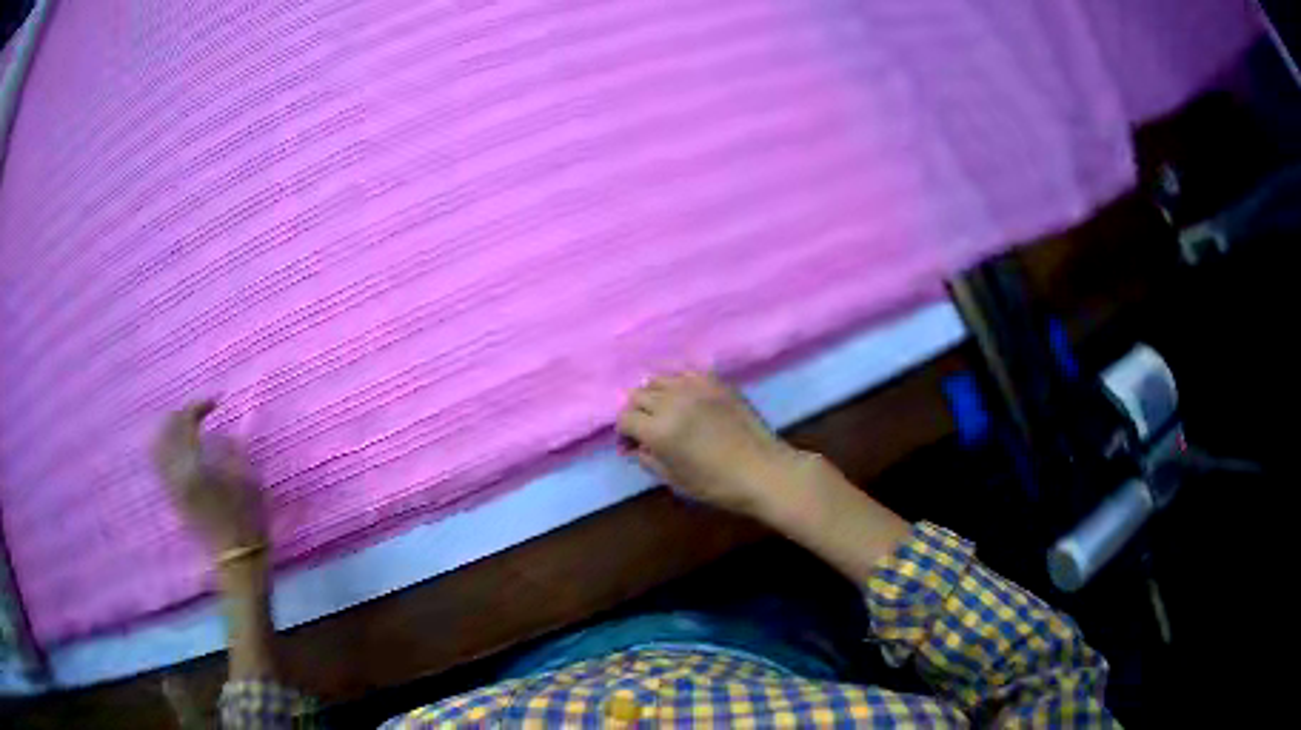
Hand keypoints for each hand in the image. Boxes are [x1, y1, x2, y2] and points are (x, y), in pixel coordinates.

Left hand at [154, 400, 266, 554]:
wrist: (237, 558)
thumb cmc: (246, 518)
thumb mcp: (246, 478)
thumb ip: (228, 449)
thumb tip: (218, 436)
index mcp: (193, 466)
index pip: (186, 422)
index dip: (199, 406)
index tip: (215, 403)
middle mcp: (176, 473)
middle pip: (167, 431)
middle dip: (181, 415)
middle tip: (198, 412)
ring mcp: (171, 486)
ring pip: (158, 447)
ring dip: (170, 431)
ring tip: (185, 427)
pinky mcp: (173, 498)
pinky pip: (160, 464)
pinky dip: (165, 448)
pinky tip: (178, 448)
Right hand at [617, 372, 803, 518]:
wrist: (763, 471)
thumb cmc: (717, 485)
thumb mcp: (674, 480)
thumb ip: (648, 460)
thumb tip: (635, 447)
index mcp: (659, 430)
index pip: (625, 418)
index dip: (624, 433)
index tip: (632, 445)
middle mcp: (672, 402)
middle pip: (638, 395)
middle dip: (636, 412)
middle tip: (646, 429)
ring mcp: (695, 387)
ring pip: (658, 379)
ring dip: (654, 395)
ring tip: (664, 411)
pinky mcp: (716, 382)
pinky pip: (685, 373)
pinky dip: (678, 384)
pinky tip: (686, 399)